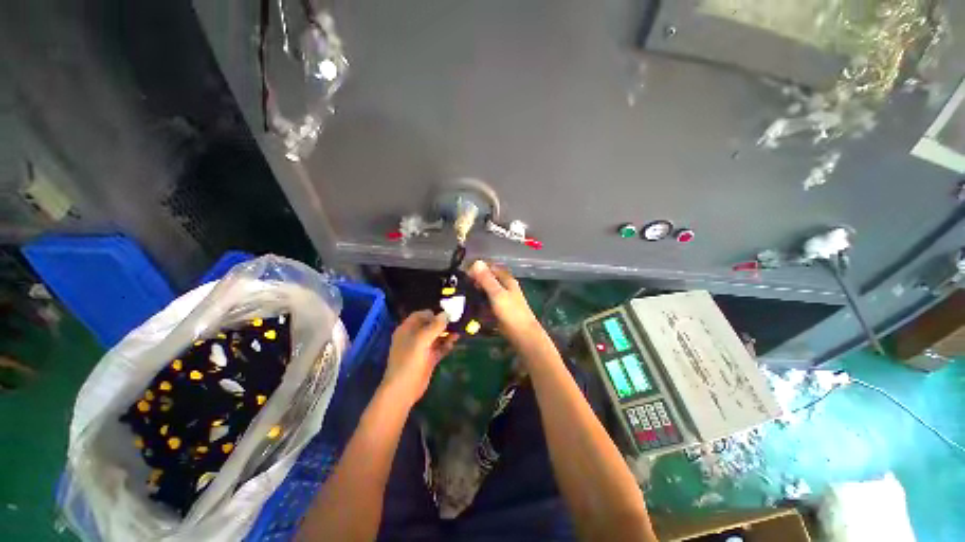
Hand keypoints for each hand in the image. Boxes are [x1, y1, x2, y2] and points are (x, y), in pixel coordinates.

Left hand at [382, 310, 457, 404]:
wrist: (403, 389)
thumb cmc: (409, 361)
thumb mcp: (421, 340)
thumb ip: (435, 326)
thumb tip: (447, 313)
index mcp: (407, 329)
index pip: (421, 315)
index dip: (433, 314)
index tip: (447, 315)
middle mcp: (414, 337)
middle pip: (430, 325)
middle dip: (442, 324)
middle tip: (457, 323)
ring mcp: (421, 348)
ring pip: (436, 337)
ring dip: (446, 334)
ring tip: (458, 333)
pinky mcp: (428, 359)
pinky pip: (439, 348)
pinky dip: (446, 345)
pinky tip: (453, 344)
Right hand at [468, 261, 544, 348]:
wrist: (523, 335)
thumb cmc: (511, 313)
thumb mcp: (497, 294)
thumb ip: (487, 279)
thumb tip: (476, 261)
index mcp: (506, 280)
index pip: (490, 268)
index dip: (477, 270)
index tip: (464, 277)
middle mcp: (504, 287)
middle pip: (487, 280)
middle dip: (474, 283)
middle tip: (461, 290)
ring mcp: (501, 299)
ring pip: (485, 292)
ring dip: (475, 294)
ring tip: (462, 299)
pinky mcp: (498, 310)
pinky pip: (486, 304)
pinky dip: (479, 305)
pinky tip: (470, 308)